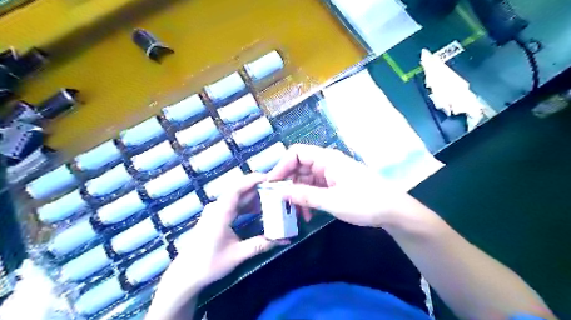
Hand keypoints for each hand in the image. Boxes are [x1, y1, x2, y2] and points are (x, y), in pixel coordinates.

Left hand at [158, 173, 279, 293]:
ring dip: (253, 197)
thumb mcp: (237, 255)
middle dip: (258, 188)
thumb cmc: (208, 264)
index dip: (252, 180)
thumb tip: (284, 240)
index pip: (236, 189)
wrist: (185, 276)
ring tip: (271, 198)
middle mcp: (217, 208)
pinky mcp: (216, 218)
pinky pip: (234, 206)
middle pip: (238, 191)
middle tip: (276, 189)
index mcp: (220, 213)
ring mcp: (215, 212)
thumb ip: (261, 245)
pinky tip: (258, 210)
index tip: (269, 179)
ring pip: (237, 198)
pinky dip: (247, 206)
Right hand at [267, 144, 404, 227]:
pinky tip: (309, 215)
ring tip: (296, 214)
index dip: (281, 166)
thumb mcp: (331, 201)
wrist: (393, 211)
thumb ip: (304, 196)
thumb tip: (280, 193)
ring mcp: (331, 174)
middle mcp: (327, 163)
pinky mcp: (335, 185)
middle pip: (299, 167)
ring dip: (298, 196)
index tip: (272, 184)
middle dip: (288, 184)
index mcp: (327, 159)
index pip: (296, 153)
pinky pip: (315, 188)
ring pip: (306, 180)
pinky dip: (309, 199)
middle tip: (281, 203)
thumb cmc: (364, 202)